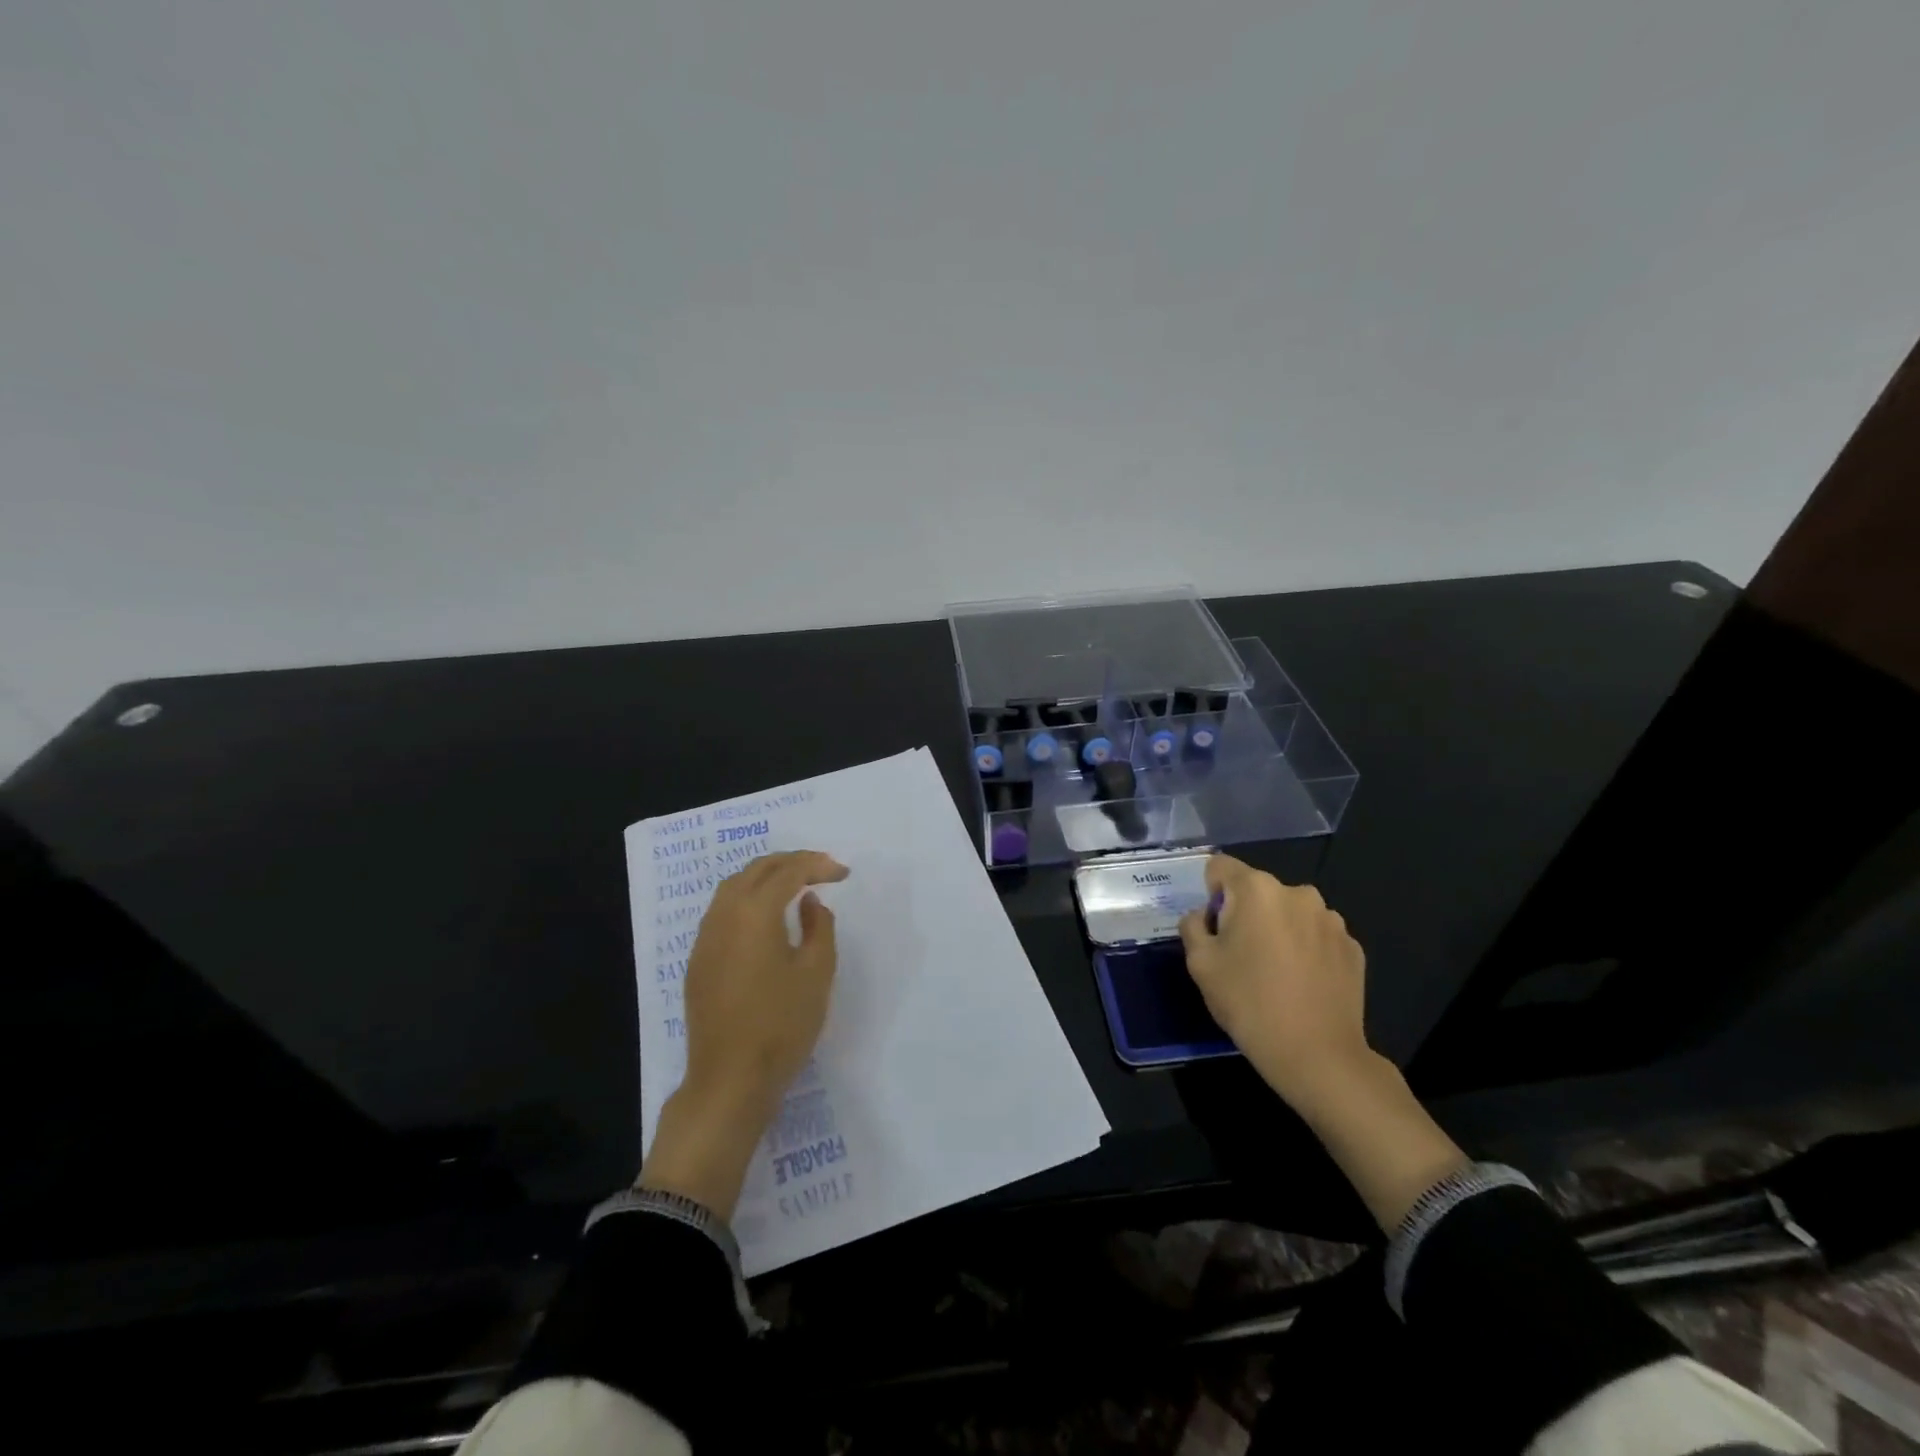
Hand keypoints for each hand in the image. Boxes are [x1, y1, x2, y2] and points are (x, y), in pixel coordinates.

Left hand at [639, 850, 848, 1215]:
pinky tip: (765, 918)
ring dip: (765, 877)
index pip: (788, 871)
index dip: (817, 865)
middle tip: (821, 870)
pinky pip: (722, 911)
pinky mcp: (698, 960)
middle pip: (756, 870)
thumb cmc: (781, 1025)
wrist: (730, 1080)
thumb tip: (808, 902)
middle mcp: (723, 916)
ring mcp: (705, 938)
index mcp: (753, 913)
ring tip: (795, 886)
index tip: (843, 873)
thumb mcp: (817, 973)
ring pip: (733, 887)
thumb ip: (818, 927)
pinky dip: (747, 899)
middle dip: (790, 862)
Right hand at [1177, 854, 1371, 1113]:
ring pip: (1289, 913)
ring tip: (1274, 973)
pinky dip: (1305, 950)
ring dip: (1278, 930)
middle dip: (1245, 913)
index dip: (1210, 894)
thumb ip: (1193, 926)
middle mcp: (1298, 893)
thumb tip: (1204, 917)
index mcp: (1257, 889)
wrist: (1318, 1056)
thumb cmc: (1249, 1003)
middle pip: (1257, 890)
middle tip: (1239, 956)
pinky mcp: (1353, 948)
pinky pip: (1316, 936)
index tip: (1213, 928)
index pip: (1220, 867)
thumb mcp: (1200, 963)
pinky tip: (1301, 984)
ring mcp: (1332, 920)